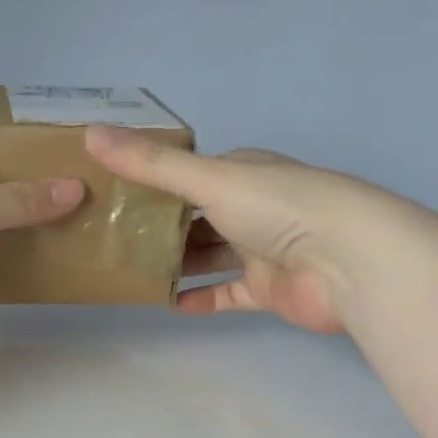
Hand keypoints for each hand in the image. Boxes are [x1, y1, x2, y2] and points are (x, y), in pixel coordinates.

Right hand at [86, 128, 367, 333]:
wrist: (347, 262)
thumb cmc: (279, 208)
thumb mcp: (209, 179)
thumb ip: (151, 165)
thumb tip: (90, 134)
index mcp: (242, 173)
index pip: (191, 175)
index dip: (153, 183)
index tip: (112, 195)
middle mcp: (251, 208)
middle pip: (196, 218)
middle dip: (159, 228)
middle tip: (112, 240)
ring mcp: (260, 251)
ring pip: (209, 256)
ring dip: (177, 264)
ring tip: (131, 273)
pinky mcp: (267, 290)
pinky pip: (227, 294)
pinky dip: (201, 298)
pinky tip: (170, 303)